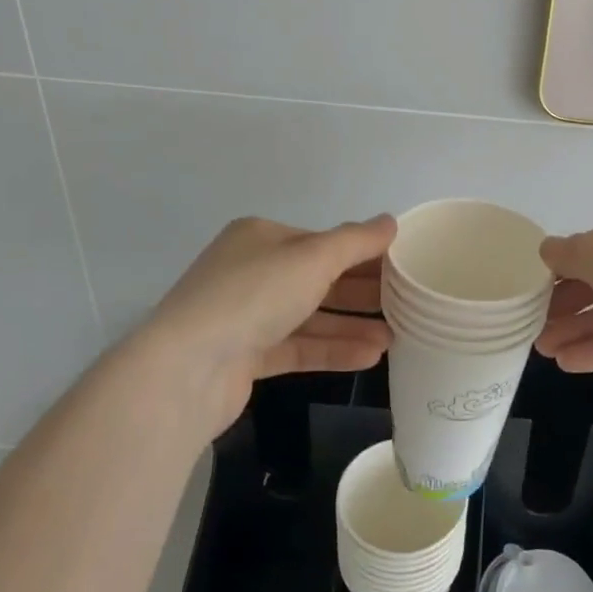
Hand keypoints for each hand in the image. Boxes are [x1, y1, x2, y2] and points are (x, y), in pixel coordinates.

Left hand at [142, 215, 393, 432]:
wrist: (186, 369)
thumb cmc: (253, 296)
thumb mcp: (313, 258)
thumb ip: (356, 241)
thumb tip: (390, 222)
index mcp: (262, 237)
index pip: (323, 242)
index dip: (364, 254)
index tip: (403, 268)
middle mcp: (252, 272)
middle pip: (319, 278)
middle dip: (362, 292)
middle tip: (406, 304)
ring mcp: (246, 316)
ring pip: (310, 316)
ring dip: (352, 325)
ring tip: (395, 337)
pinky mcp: (246, 356)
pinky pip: (298, 346)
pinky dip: (332, 350)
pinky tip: (369, 357)